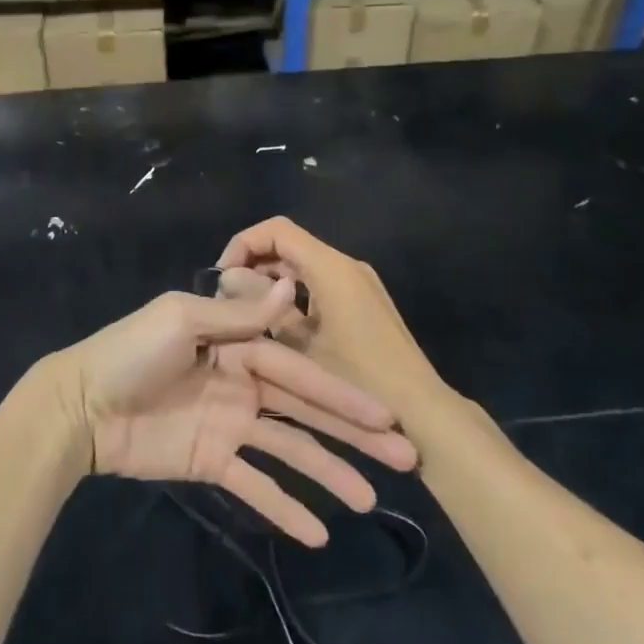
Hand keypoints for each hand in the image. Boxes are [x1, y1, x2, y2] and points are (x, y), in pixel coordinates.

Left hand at [42, 280, 417, 546]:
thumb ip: (237, 316)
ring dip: (330, 472)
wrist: (79, 406)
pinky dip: (284, 507)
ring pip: (290, 449)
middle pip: (306, 409)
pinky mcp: (213, 462)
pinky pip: (254, 485)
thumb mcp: (181, 321)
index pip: (300, 369)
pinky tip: (319, 534)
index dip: (342, 391)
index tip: (386, 412)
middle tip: (405, 455)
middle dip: (353, 430)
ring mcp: (230, 425)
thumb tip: (290, 288)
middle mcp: (243, 383)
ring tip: (372, 499)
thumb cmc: (130, 353)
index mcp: (238, 345)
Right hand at [216, 217, 446, 417]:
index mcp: (331, 268)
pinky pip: (318, 285)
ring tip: (245, 317)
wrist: (422, 414)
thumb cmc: (357, 381)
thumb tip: (230, 280)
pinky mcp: (363, 304)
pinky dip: (293, 296)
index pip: (276, 230)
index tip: (221, 278)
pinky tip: (276, 330)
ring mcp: (358, 284)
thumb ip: (260, 308)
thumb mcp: (299, 349)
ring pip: (303, 267)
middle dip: (253, 266)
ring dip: (271, 283)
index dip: (243, 244)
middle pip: (289, 245)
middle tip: (228, 301)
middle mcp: (346, 266)